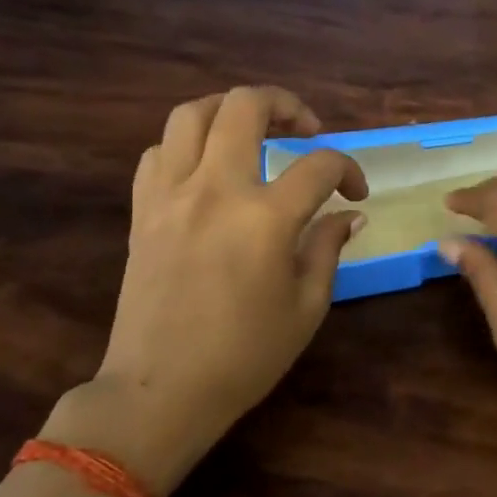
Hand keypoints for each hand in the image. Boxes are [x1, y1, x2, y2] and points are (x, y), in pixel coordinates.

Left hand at [43, 87, 366, 492]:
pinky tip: (206, 167)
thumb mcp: (307, 307)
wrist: (159, 392)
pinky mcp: (142, 210)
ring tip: (252, 131)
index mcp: (265, 218)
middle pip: (246, 106)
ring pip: (192, 113)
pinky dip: (187, 146)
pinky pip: (159, 152)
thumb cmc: (244, 357)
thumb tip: (348, 214)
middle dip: (286, 104)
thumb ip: (328, 248)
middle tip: (306, 128)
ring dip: (229, 111)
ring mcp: (171, 195)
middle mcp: (216, 189)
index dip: (348, 170)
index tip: (355, 194)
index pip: (320, 165)